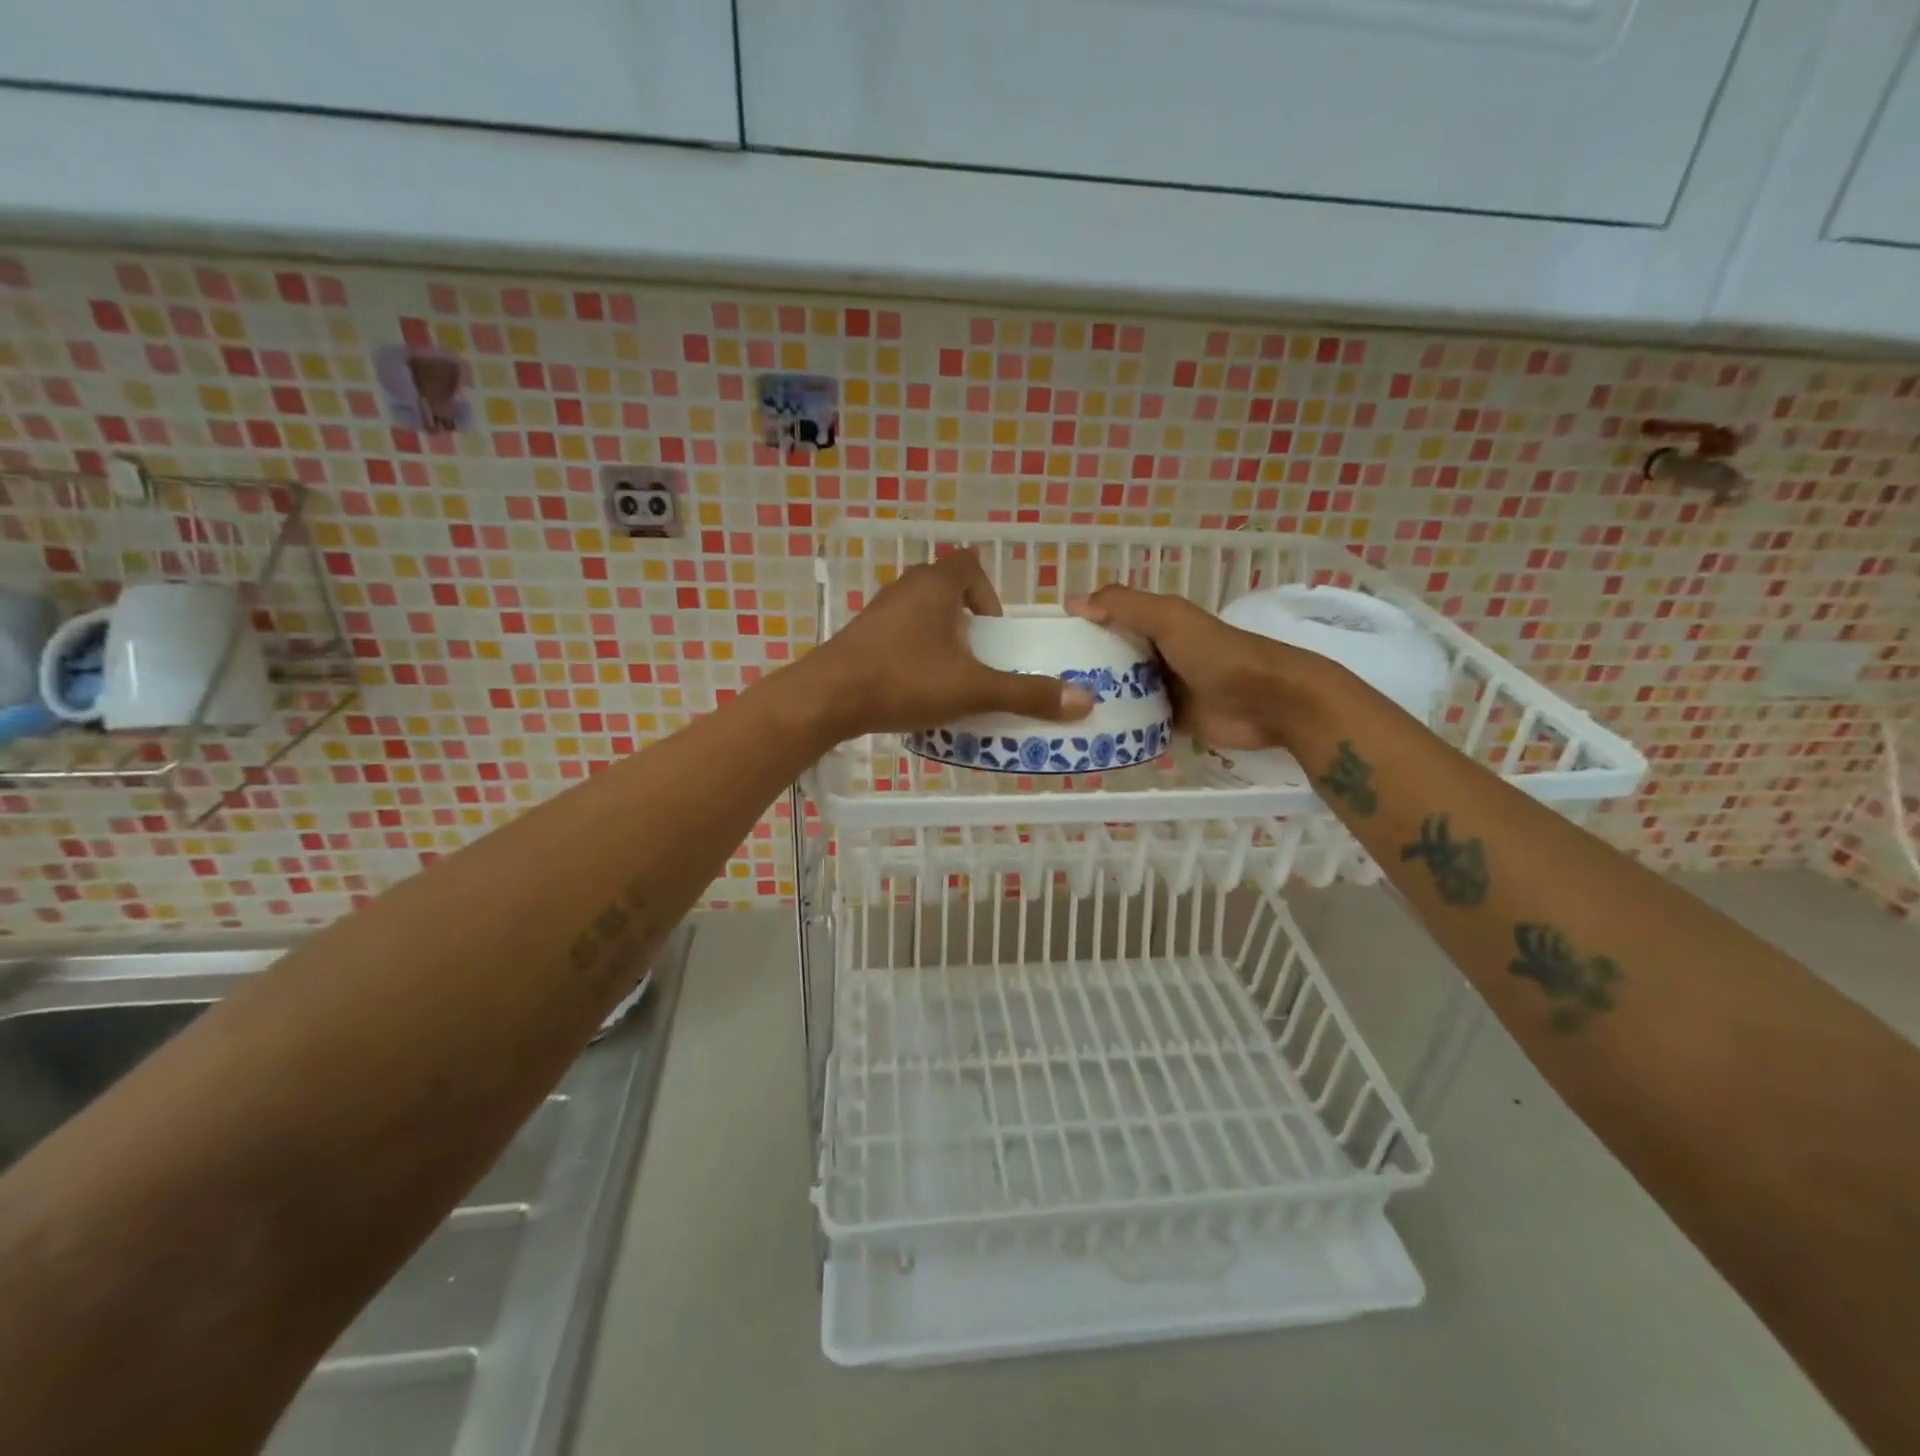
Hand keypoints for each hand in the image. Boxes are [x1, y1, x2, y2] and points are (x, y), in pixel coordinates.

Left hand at [805, 549, 1095, 738]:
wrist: (827, 699)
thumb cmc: (904, 681)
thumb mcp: (973, 690)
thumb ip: (1027, 694)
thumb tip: (1084, 702)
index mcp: (935, 585)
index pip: (970, 565)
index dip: (989, 596)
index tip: (994, 634)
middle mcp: (905, 588)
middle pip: (946, 590)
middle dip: (968, 622)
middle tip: (979, 660)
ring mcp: (877, 612)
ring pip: (921, 615)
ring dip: (941, 640)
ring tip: (951, 678)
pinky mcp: (859, 637)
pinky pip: (898, 636)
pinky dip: (915, 654)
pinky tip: (915, 689)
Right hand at [1069, 584, 1327, 750]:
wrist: (1270, 701)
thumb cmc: (1218, 653)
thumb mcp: (1169, 618)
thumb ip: (1124, 606)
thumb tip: (1072, 601)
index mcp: (1157, 625)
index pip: (1109, 622)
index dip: (1081, 629)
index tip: (1045, 645)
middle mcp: (1158, 655)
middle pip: (1112, 660)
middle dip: (1083, 670)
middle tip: (1044, 686)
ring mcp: (1166, 690)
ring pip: (1122, 694)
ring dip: (1098, 701)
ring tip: (1056, 715)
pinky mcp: (1173, 722)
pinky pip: (1138, 724)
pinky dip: (1119, 728)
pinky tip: (1089, 736)